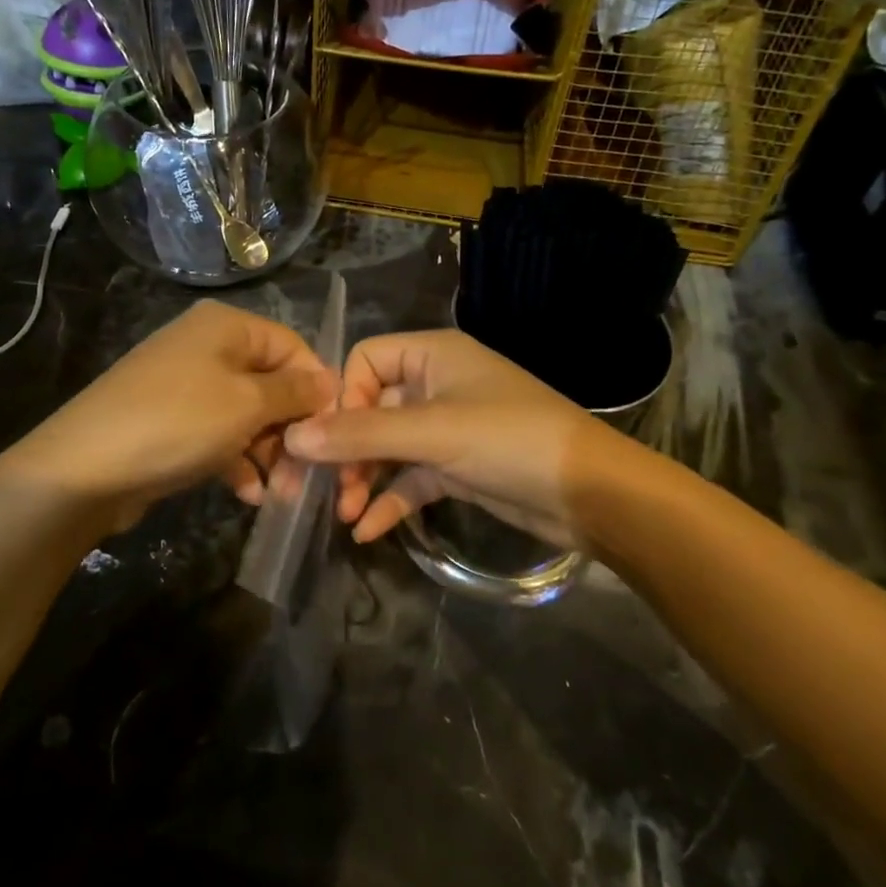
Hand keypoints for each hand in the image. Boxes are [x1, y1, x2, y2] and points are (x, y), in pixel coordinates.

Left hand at [6, 300, 335, 535]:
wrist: (82, 469)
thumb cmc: (177, 423)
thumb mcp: (246, 405)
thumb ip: (294, 392)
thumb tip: (330, 382)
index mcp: (225, 326)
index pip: (292, 346)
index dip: (316, 386)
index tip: (334, 428)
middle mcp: (205, 345)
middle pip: (269, 381)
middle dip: (291, 427)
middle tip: (308, 471)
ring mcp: (183, 384)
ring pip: (245, 413)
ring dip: (267, 451)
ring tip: (281, 492)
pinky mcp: (168, 420)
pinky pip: (217, 433)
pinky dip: (236, 459)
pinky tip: (247, 494)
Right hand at [281, 329, 621, 548]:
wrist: (591, 494)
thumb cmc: (510, 440)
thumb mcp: (433, 433)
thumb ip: (362, 434)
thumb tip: (294, 437)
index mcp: (433, 355)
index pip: (365, 361)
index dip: (343, 397)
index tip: (332, 440)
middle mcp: (436, 384)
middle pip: (371, 408)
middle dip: (346, 449)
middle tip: (322, 488)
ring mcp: (448, 428)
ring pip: (388, 447)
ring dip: (364, 478)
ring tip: (345, 514)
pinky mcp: (459, 466)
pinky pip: (412, 478)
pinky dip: (390, 500)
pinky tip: (368, 532)